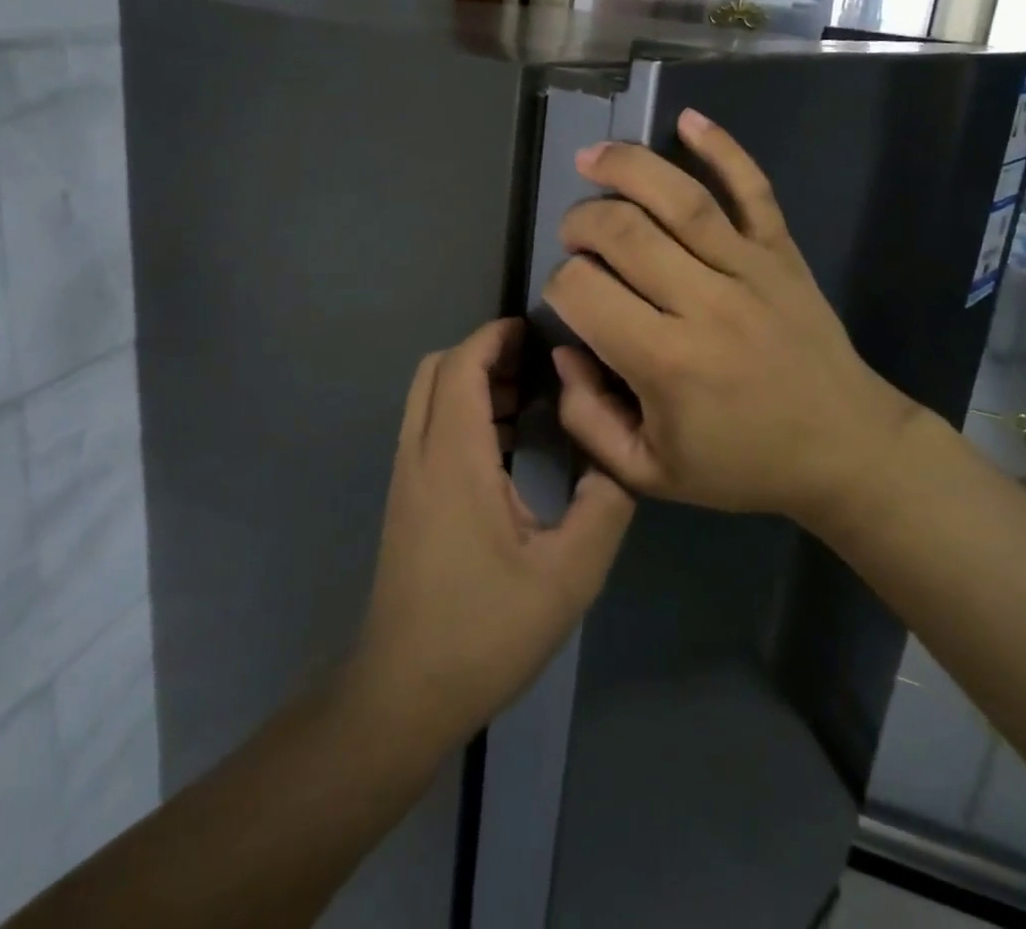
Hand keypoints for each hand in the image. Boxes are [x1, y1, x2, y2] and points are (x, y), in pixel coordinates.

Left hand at [353, 319, 634, 742]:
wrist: (404, 693)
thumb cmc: (484, 631)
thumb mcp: (568, 575)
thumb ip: (604, 506)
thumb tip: (622, 456)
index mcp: (453, 457)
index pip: (462, 364)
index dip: (496, 336)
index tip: (538, 332)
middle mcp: (420, 453)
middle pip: (438, 370)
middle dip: (485, 353)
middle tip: (539, 366)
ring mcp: (407, 476)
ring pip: (429, 397)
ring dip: (473, 383)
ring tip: (530, 398)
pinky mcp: (407, 499)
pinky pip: (429, 428)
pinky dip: (463, 412)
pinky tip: (506, 446)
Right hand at [542, 109, 925, 527]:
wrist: (847, 449)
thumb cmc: (743, 464)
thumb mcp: (649, 474)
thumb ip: (589, 419)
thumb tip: (567, 350)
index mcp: (666, 362)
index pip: (583, 291)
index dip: (558, 285)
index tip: (567, 298)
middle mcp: (705, 302)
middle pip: (622, 232)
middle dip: (580, 222)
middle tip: (572, 235)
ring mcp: (750, 269)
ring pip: (680, 198)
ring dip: (627, 167)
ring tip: (593, 157)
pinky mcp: (782, 252)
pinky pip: (753, 189)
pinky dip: (723, 149)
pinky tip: (688, 120)